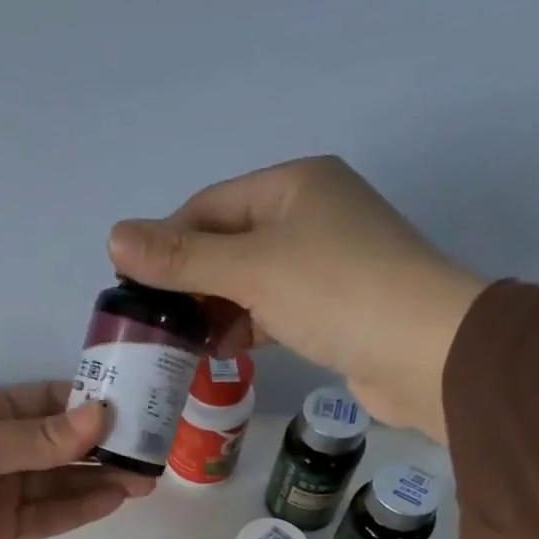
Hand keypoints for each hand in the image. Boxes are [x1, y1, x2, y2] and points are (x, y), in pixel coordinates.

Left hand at [0, 383, 151, 538]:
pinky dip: (78, 510)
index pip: (49, 402)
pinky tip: (113, 500)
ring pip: (60, 484)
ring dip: (100, 480)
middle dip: (106, 447)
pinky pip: (46, 518)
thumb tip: (100, 417)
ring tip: (147, 479)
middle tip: (156, 449)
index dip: (93, 403)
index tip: (140, 406)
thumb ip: (33, 440)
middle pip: (62, 445)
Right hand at [106, 156, 488, 438]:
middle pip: (228, 244)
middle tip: (153, 325)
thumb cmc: (336, 292)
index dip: (166, 243)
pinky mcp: (333, 308)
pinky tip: (226, 353)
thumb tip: (114, 237)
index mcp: (292, 185)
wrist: (423, 351)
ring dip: (215, 311)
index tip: (132, 289)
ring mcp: (325, 263)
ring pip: (250, 282)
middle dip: (190, 283)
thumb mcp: (251, 269)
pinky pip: (274, 311)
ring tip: (181, 345)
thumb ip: (183, 258)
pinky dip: (247, 328)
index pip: (209, 206)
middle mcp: (310, 214)